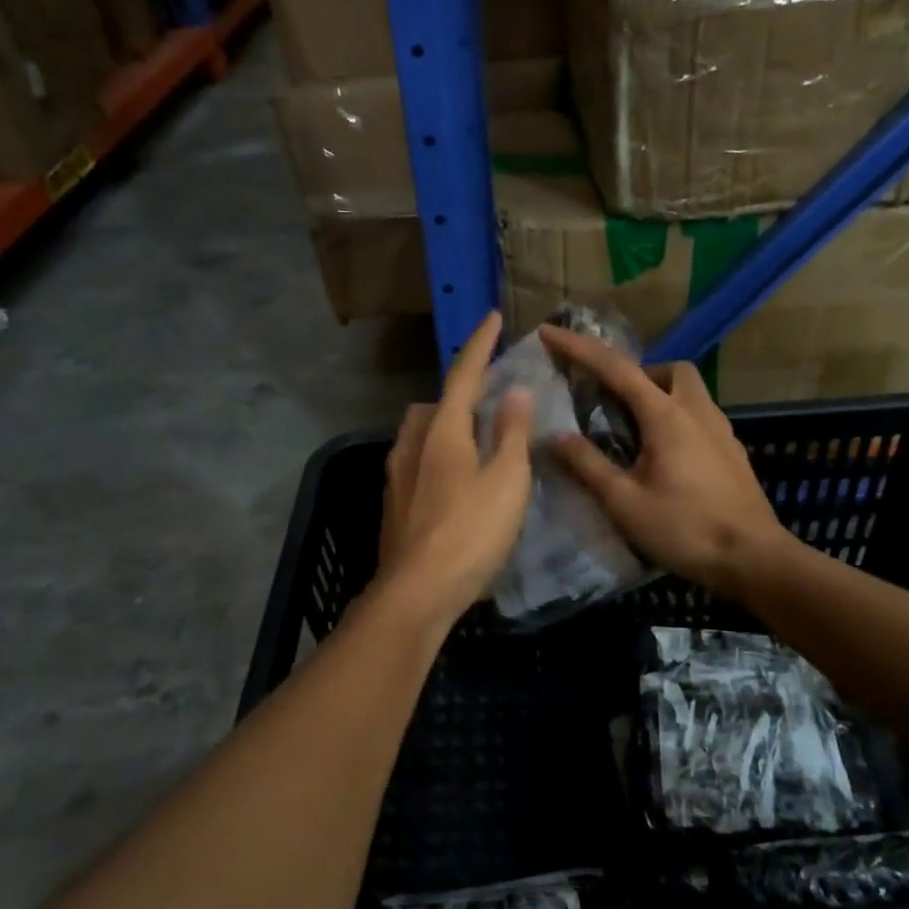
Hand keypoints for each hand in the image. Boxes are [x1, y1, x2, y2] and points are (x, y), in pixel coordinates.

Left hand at [378, 312, 533, 624]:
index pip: (463, 374)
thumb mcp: (506, 481)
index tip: (494, 316)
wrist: (416, 592)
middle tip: (489, 404)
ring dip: (444, 427)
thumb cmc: (470, 533)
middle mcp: (412, 445)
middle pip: (433, 405)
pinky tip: (454, 485)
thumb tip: (515, 390)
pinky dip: (436, 458)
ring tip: (474, 445)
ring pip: (419, 435)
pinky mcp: (393, 505)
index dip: (481, 344)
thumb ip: (510, 433)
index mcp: (441, 432)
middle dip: (458, 395)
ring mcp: (396, 476)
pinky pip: (415, 463)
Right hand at [538, 326, 785, 596]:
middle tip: (612, 401)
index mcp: (666, 416)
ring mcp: (721, 431)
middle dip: (637, 372)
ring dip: (658, 395)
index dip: (578, 347)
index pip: (616, 368)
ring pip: (689, 391)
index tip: (549, 332)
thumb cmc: (685, 530)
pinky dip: (676, 419)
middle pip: (668, 369)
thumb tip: (556, 437)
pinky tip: (665, 458)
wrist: (754, 560)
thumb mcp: (624, 503)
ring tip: (634, 431)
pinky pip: (699, 417)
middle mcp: (697, 412)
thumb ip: (588, 465)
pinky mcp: (732, 453)